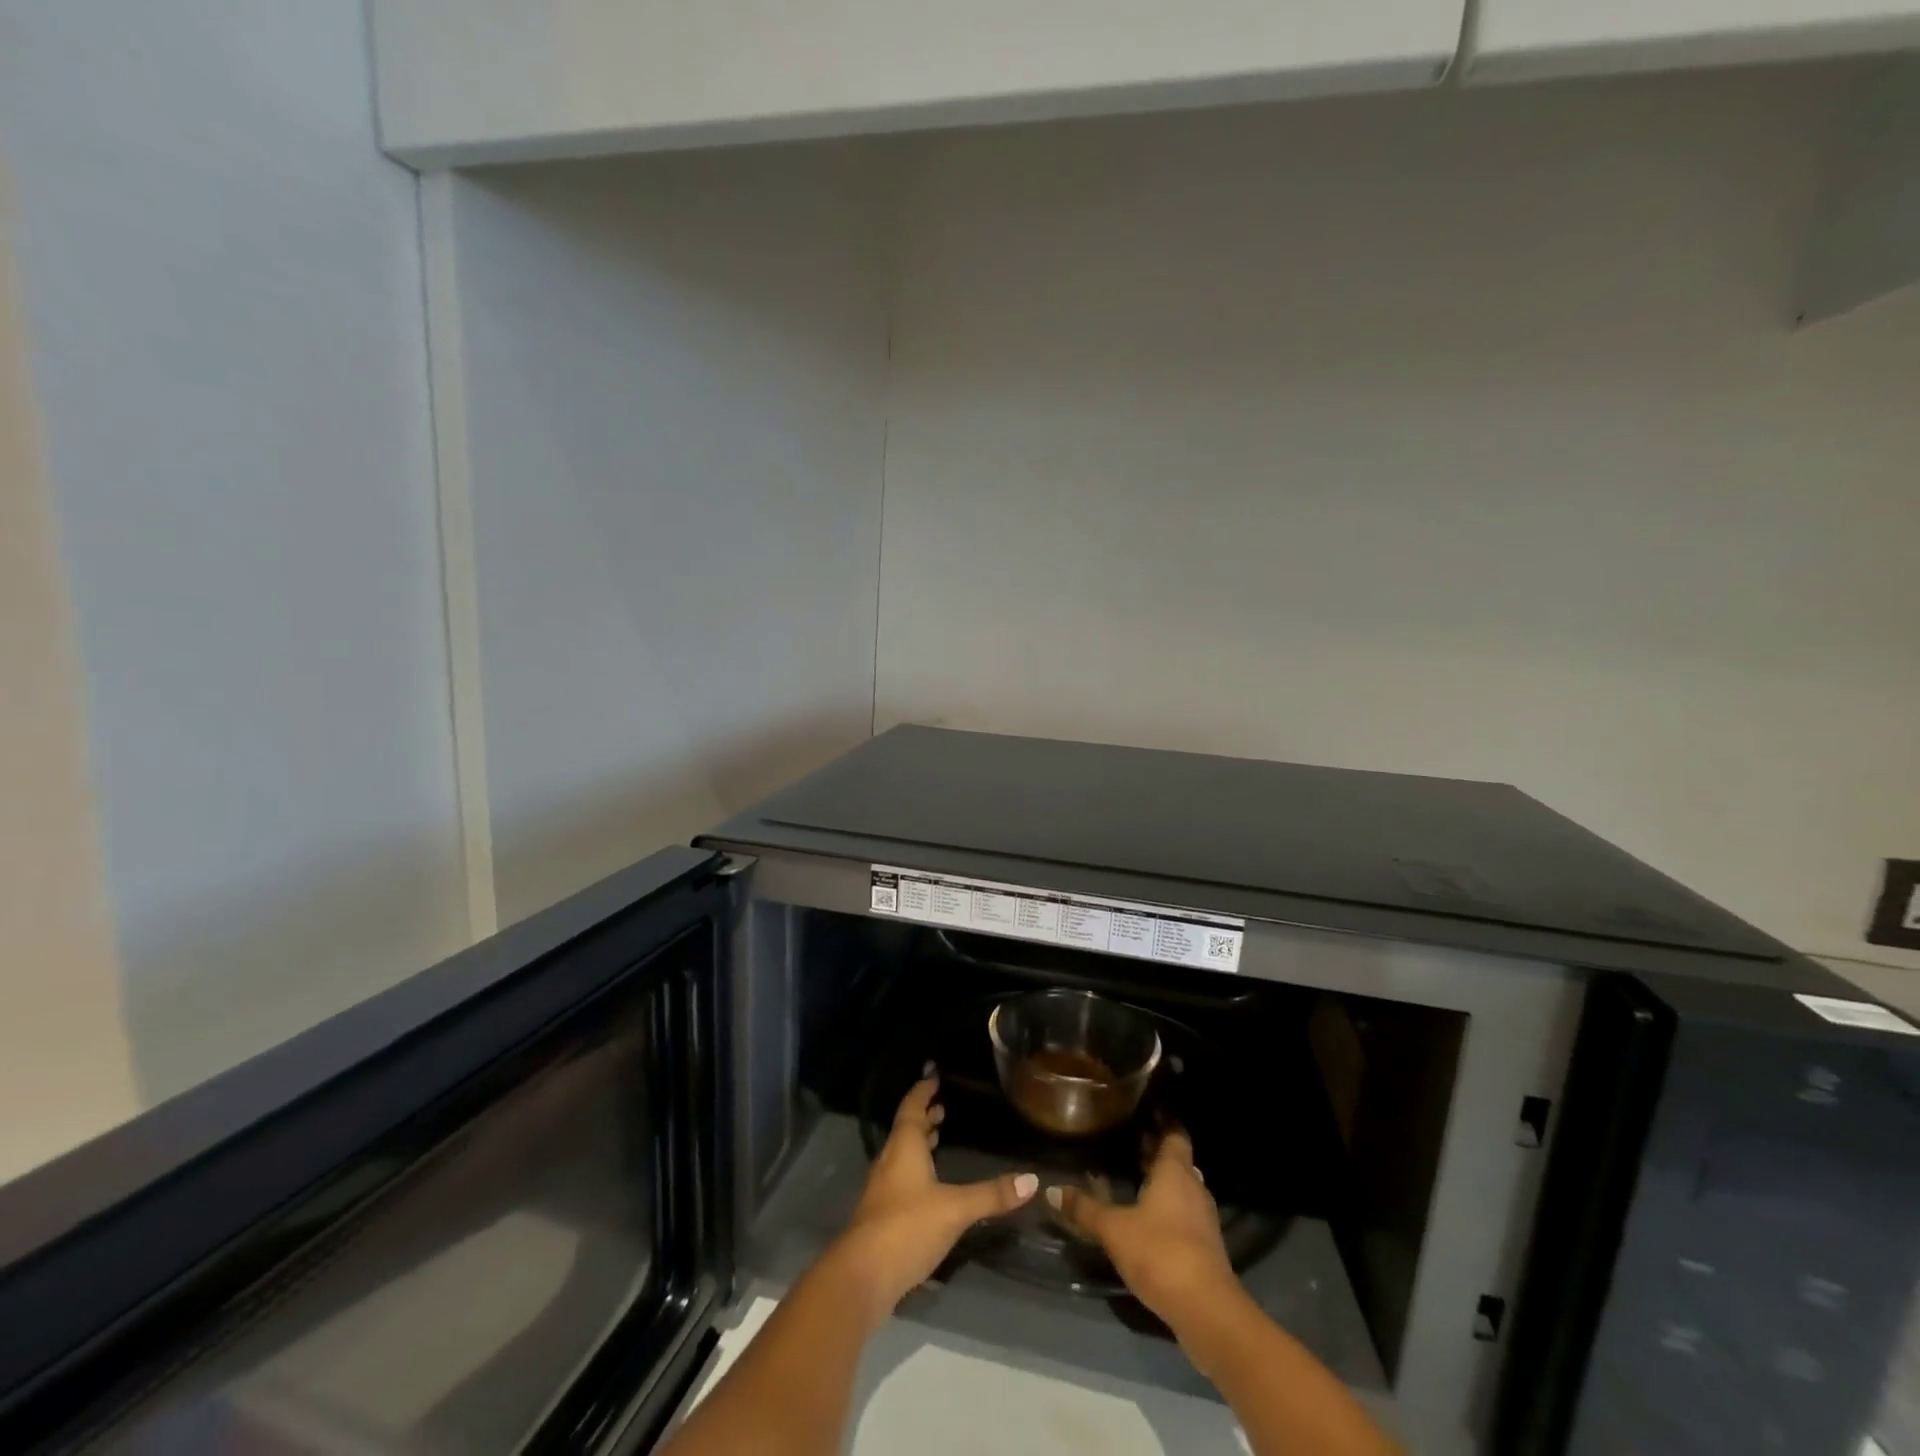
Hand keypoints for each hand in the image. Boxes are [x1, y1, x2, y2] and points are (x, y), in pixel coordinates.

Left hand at [832, 1067, 1037, 1328]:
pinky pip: (901, 1179)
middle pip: (906, 1130)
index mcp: (904, 1147)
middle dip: (924, 1117)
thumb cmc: (907, 1227)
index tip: (934, 1076)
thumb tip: (1032, 1179)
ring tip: (939, 1138)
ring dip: (920, 1145)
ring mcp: (883, 1190)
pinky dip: (916, 1171)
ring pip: (902, 1156)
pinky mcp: (882, 1216)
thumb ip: (992, 1195)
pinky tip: (930, 1186)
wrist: (862, 1276)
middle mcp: (890, 1161)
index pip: (912, 1107)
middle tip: (944, 1107)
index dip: (923, 1090)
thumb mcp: (955, 1209)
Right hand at [1046, 1128, 1235, 1328]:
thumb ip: (1084, 1209)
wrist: (1207, 1311)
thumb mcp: (1114, 1229)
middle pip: (1177, 1161)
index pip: (1175, 1134)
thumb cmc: (1160, 1252)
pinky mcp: (1205, 1247)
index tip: (1146, 1110)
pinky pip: (1184, 1214)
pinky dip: (1167, 1209)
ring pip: (1181, 1189)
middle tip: (1128, 1141)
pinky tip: (1145, 1218)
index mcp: (1175, 1171)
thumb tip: (1051, 1189)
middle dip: (1156, 1152)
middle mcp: (1193, 1187)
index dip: (1163, 1120)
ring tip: (1132, 1176)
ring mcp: (1203, 1219)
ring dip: (1161, 1183)